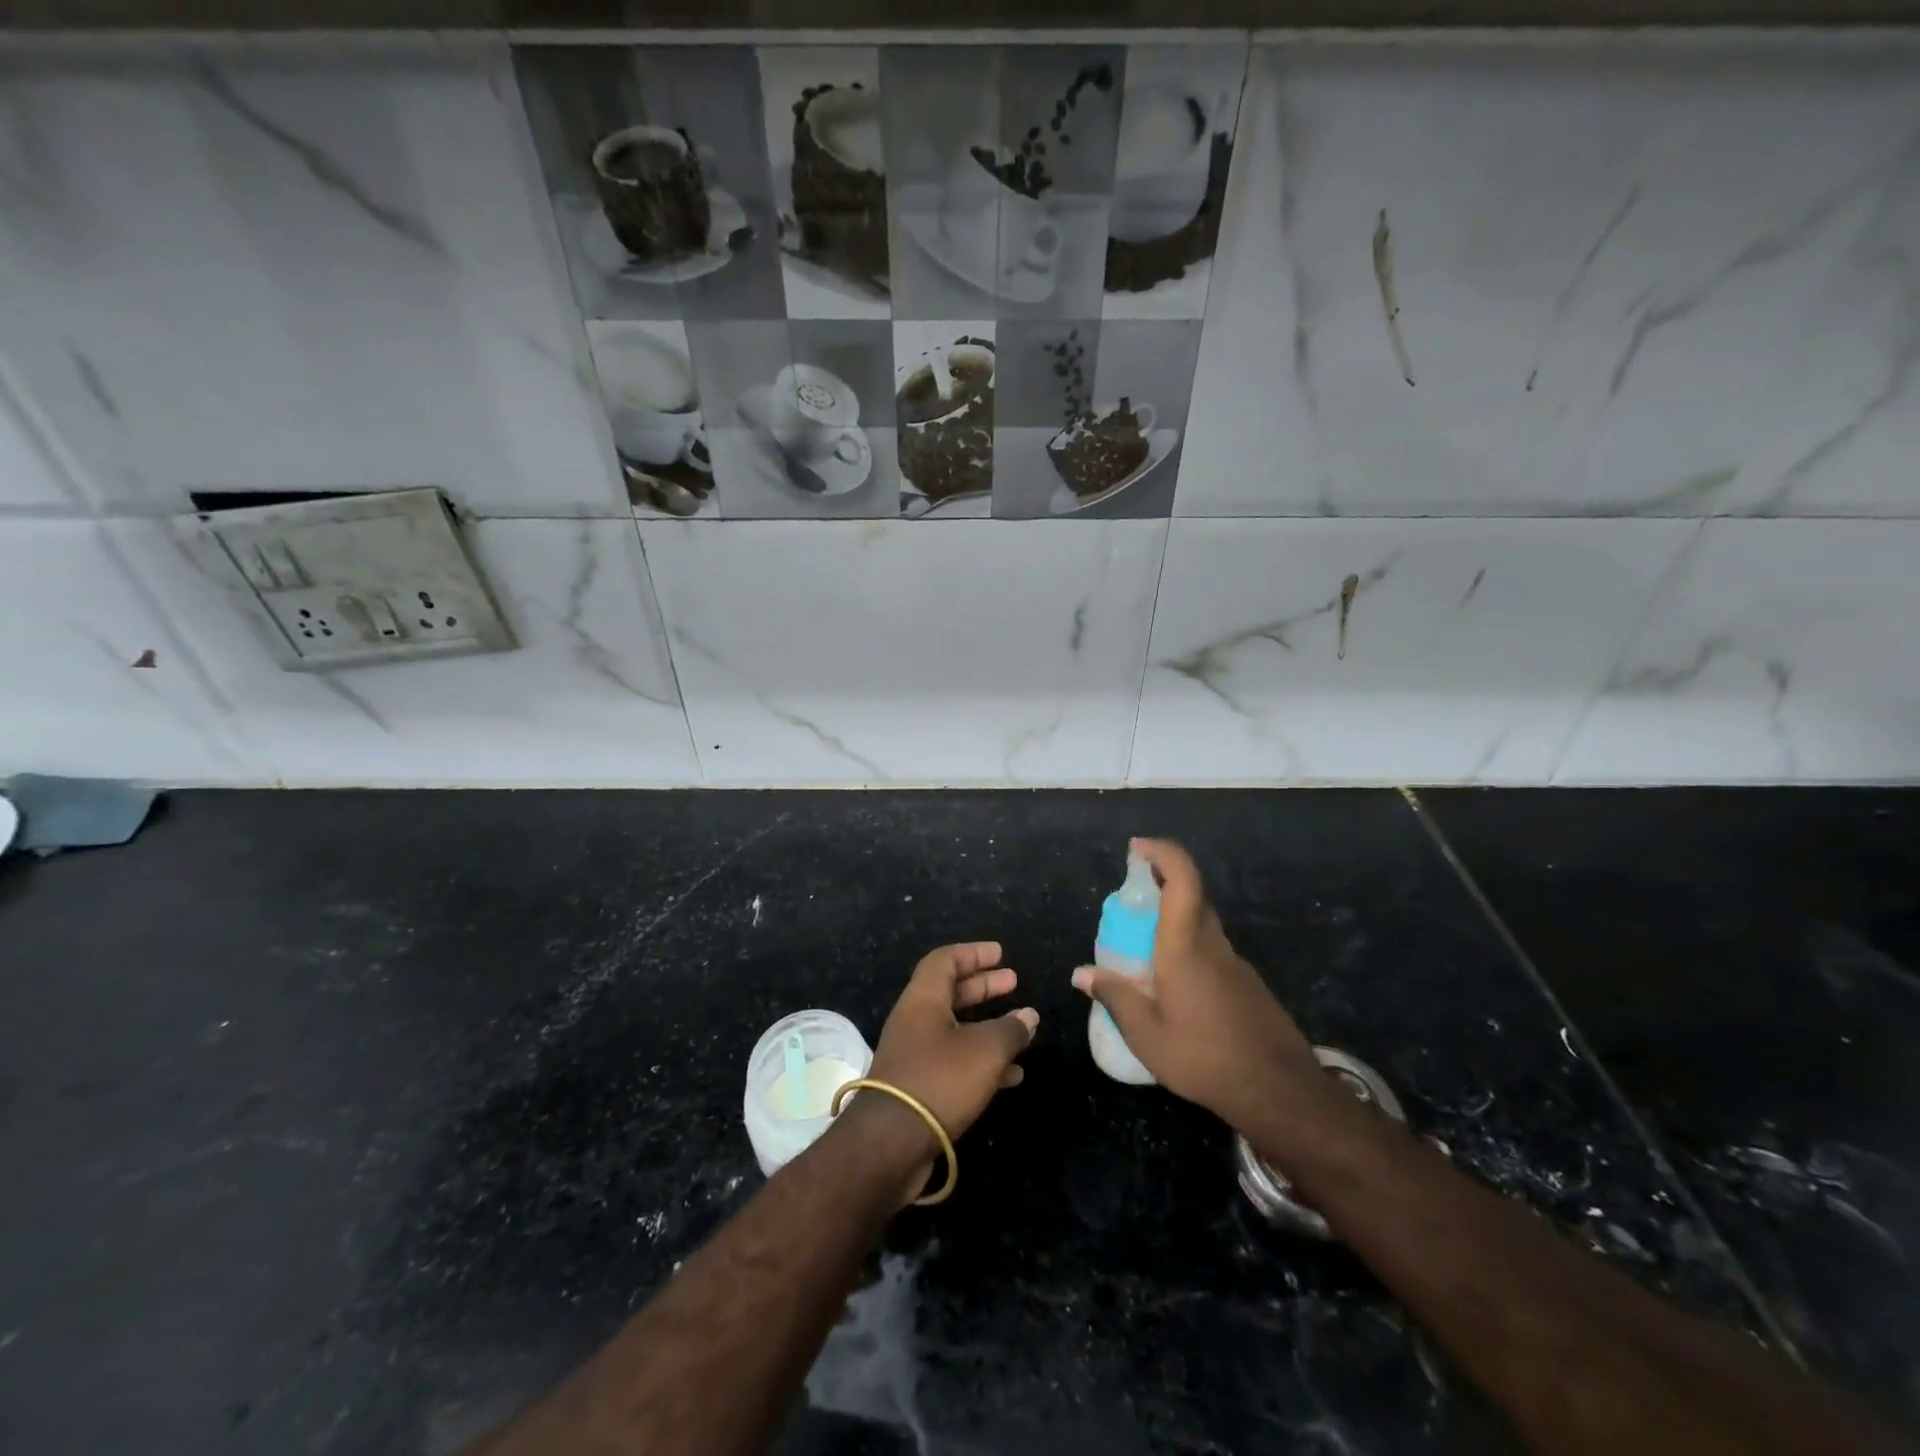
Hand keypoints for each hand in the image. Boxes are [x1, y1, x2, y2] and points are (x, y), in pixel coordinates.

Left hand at [853, 942, 1037, 1192]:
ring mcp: (914, 1055)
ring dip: (987, 1026)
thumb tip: (1028, 1016)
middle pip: (950, 992)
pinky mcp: (919, 1087)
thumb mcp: (985, 1051)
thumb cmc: (939, 1080)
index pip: (945, 961)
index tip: (1000, 954)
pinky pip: (954, 1062)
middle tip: (1013, 982)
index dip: (973, 953)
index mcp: (923, 1000)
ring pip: (955, 1029)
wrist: (890, 1144)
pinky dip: (982, 1061)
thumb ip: (1010, 1030)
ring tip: (1021, 1029)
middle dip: (983, 987)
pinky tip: (1012, 1075)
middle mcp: (914, 1021)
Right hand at [1071, 838, 1320, 1132]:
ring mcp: (1235, 963)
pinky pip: (1213, 949)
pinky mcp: (1247, 983)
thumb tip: (1080, 973)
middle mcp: (1213, 944)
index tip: (1137, 847)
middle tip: (1131, 900)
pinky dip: (1189, 947)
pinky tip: (1176, 986)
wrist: (1280, 1092)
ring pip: (1203, 923)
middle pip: (1192, 895)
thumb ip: (1115, 997)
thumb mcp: (1147, 1036)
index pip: (1183, 879)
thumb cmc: (1204, 1059)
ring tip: (1144, 950)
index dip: (1162, 852)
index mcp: (1185, 947)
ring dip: (1175, 918)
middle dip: (1162, 882)